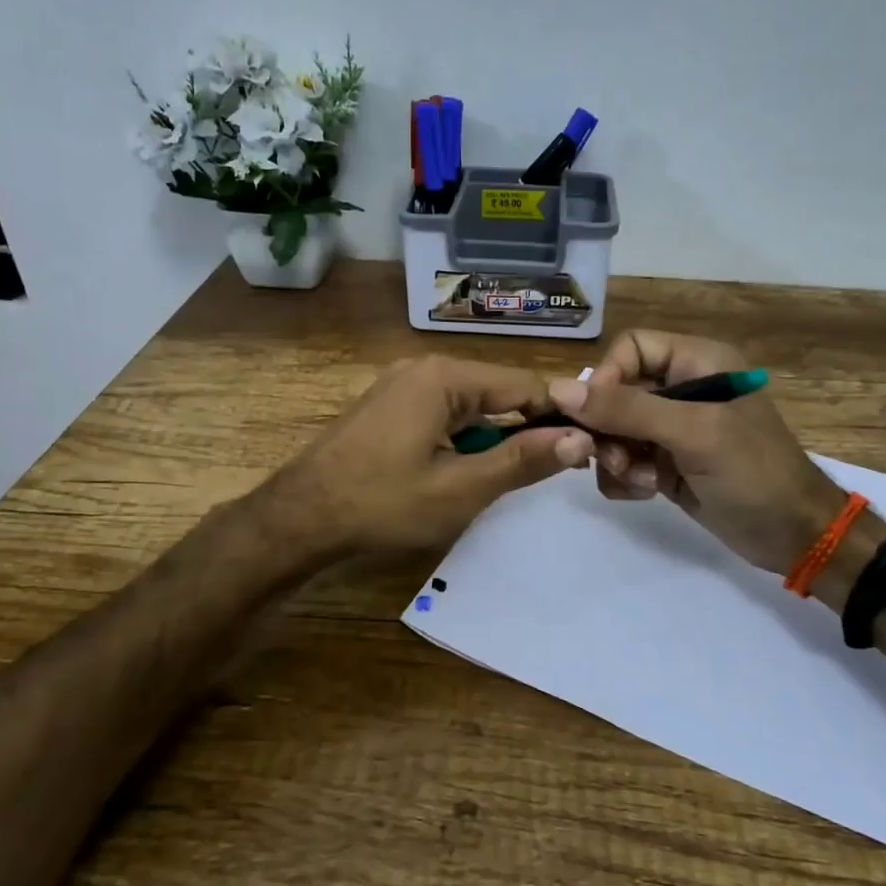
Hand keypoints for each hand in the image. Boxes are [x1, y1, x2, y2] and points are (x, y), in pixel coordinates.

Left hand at [270, 355, 593, 557]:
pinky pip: (443, 414)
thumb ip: (522, 461)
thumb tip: (580, 439)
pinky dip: (462, 439)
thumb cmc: (383, 503)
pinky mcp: (388, 406)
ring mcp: (401, 385)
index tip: (585, 447)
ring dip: (492, 439)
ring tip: (501, 478)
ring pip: (471, 406)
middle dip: (524, 429)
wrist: (300, 518)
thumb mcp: (461, 488)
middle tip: (546, 472)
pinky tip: (460, 472)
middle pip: (497, 392)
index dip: (559, 415)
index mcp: (445, 376)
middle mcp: (424, 368)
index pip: (525, 384)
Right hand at [549, 329, 845, 574]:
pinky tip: (648, 493)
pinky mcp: (665, 463)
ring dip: (615, 458)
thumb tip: (558, 389)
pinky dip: (625, 478)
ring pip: (612, 430)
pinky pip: (622, 460)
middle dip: (608, 429)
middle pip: (614, 392)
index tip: (594, 418)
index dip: (605, 378)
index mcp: (697, 361)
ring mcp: (671, 429)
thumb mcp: (694, 433)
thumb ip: (627, 409)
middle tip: (613, 459)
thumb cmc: (754, 473)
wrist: (795, 537)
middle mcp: (681, 388)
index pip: (629, 348)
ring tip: (641, 481)